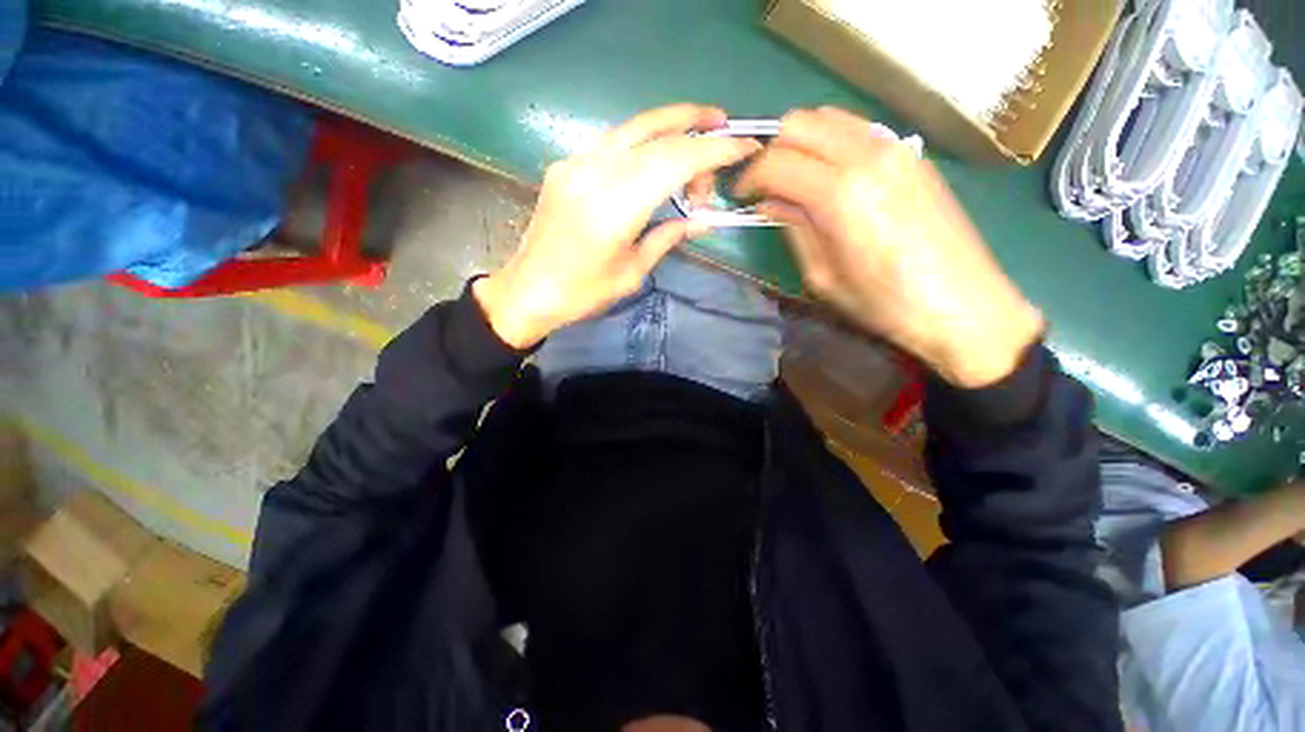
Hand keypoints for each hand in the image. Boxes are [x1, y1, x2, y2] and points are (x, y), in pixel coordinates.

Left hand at [474, 105, 760, 348]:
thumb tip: (704, 220)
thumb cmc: (583, 293)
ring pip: (633, 128)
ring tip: (699, 132)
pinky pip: (613, 143)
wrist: (527, 290)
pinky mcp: (565, 165)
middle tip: (725, 131)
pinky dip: (643, 142)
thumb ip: (668, 237)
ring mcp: (575, 164)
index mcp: (615, 208)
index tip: (743, 147)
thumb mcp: (633, 272)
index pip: (674, 162)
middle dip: (696, 128)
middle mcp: (594, 173)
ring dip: (671, 125)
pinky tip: (657, 156)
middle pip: (655, 134)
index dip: (713, 151)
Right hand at [737, 107, 1043, 387]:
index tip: (741, 195)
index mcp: (840, 194)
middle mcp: (868, 156)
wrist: (963, 306)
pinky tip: (828, 174)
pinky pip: (858, 129)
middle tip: (765, 185)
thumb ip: (794, 229)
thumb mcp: (823, 276)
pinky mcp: (913, 153)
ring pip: (829, 117)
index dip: (750, 177)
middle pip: (800, 123)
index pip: (777, 162)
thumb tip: (771, 203)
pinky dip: (831, 142)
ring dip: (801, 142)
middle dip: (772, 151)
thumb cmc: (884, 303)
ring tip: (793, 178)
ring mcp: (896, 147)